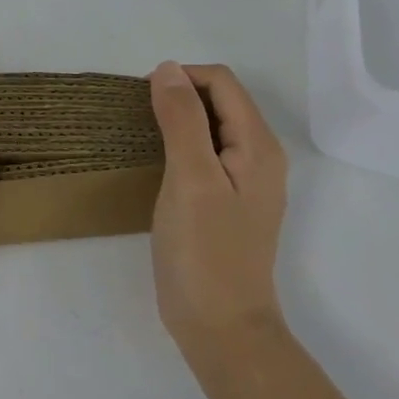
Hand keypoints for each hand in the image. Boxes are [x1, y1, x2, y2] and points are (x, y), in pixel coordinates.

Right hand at [149, 62, 289, 359]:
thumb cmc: (205, 252)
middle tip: (138, 118)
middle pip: (220, 100)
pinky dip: (181, 144)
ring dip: (178, 119)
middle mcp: (259, 156)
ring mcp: (246, 181)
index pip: (222, 83)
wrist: (221, 329)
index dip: (181, 78)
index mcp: (258, 145)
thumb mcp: (190, 178)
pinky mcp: (228, 201)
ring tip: (142, 135)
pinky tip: (157, 163)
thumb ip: (182, 119)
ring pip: (211, 126)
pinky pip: (206, 153)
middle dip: (179, 96)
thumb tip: (168, 68)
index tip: (141, 98)